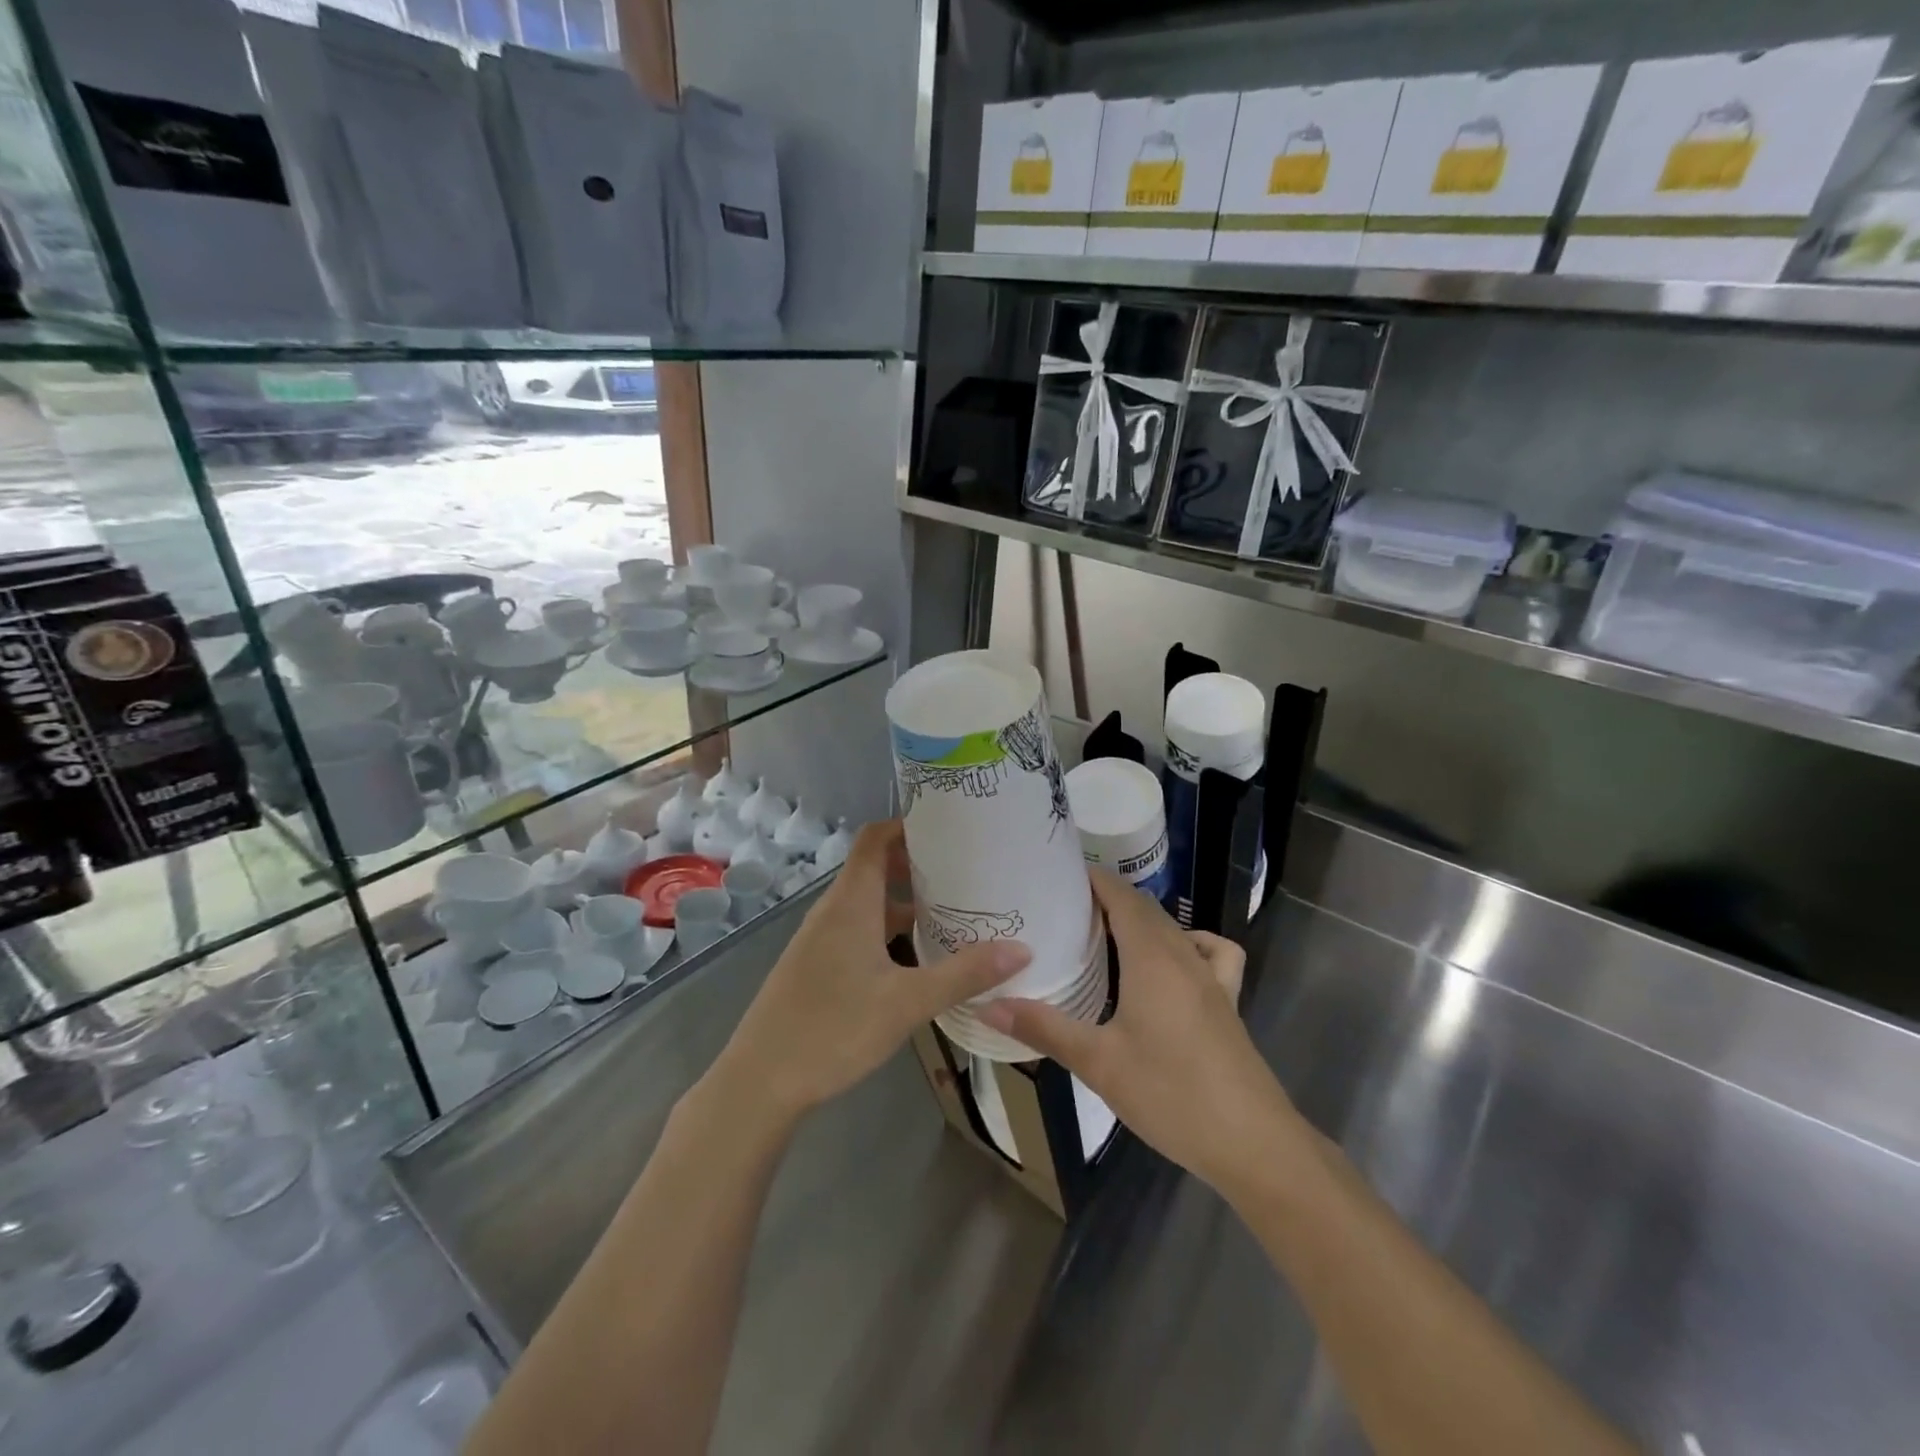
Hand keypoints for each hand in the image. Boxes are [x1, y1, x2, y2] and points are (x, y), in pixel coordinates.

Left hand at [714, 820, 1029, 1123]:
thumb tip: (1021, 949)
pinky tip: (919, 957)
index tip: (950, 826)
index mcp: (850, 902)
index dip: (908, 823)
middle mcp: (833, 910)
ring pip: (869, 903)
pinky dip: (889, 929)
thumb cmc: (833, 1029)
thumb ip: (963, 974)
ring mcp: (821, 938)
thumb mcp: (907, 1003)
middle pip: (876, 867)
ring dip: (906, 901)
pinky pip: (859, 929)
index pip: (875, 837)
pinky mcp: (817, 964)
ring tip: (954, 910)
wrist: (760, 1082)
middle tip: (967, 870)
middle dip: (919, 864)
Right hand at [978, 868, 1304, 1195]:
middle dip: (1108, 898)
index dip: (1093, 879)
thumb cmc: (1171, 1095)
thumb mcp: (1099, 1064)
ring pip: (1174, 928)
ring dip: (1141, 920)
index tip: (1057, 876)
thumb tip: (987, 1006)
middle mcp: (1184, 956)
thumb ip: (1044, 1029)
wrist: (1253, 1144)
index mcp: (1152, 958)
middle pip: (1145, 908)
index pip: (1122, 895)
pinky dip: (1189, 944)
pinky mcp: (1227, 1003)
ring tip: (1106, 935)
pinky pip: (1210, 953)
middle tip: (1063, 908)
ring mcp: (1211, 978)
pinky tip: (1172, 967)